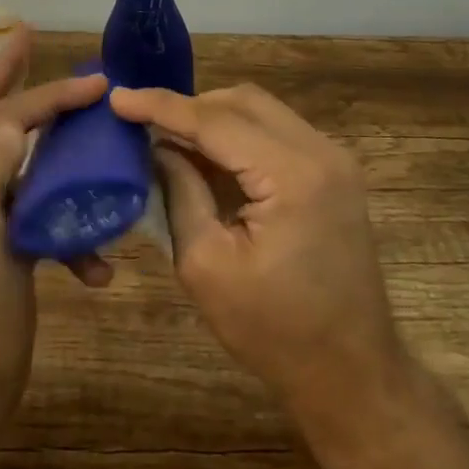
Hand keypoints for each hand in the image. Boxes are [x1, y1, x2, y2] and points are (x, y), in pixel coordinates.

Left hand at [0, 27, 107, 447]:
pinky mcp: (1, 242)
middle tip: (28, 36)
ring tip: (84, 122)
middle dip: (8, 74)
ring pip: (18, 156)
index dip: (51, 94)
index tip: (98, 82)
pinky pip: (38, 210)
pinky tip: (96, 267)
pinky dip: (70, 224)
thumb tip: (13, 121)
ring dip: (55, 146)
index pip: (3, 114)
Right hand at [108, 83, 406, 424]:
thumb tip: (158, 147)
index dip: (162, 106)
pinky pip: (278, 133)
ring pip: (262, 111)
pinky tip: (209, 158)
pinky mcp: (335, 173)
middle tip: (145, 124)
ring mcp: (335, 159)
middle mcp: (321, 151)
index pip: (216, 120)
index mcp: (292, 174)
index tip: (118, 98)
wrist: (351, 371)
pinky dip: (240, 137)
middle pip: (244, 102)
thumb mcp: (206, 265)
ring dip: (215, 119)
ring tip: (170, 139)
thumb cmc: (273, 330)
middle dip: (190, 107)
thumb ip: (181, 193)